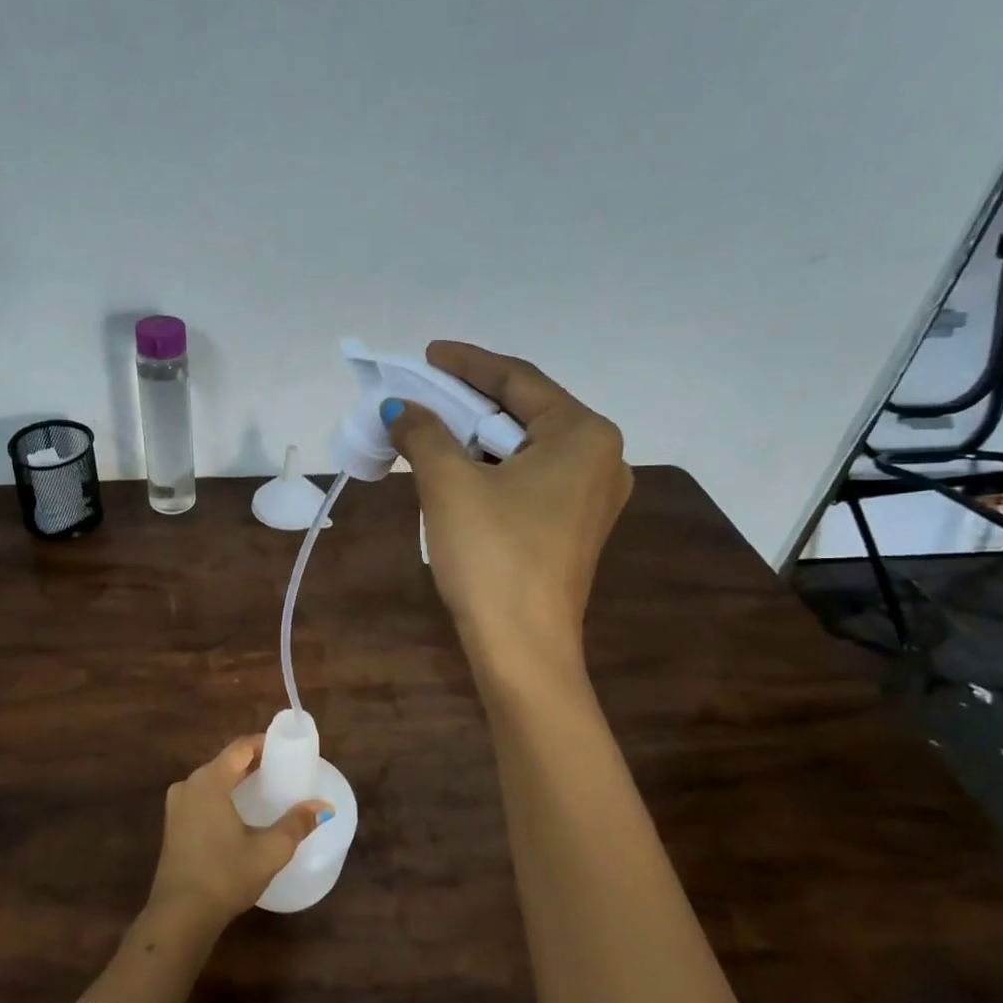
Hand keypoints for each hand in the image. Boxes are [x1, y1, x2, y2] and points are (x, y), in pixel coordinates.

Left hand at [146, 734, 329, 930]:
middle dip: (252, 763)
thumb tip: (323, 807)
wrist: (179, 916)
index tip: (285, 749)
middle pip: (224, 762)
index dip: (263, 743)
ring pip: (211, 781)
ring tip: (263, 790)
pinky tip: (238, 814)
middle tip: (280, 770)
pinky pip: (201, 798)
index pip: (239, 748)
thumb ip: (297, 824)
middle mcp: (188, 785)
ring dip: (235, 780)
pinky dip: (221, 797)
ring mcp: (176, 806)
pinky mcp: (172, 827)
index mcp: (209, 781)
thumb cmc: (225, 875)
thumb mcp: (269, 851)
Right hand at [383, 341, 631, 672]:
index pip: (518, 379)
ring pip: (525, 448)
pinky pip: (529, 478)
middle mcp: (601, 457)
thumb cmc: (492, 555)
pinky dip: (491, 468)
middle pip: (526, 411)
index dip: (467, 363)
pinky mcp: (573, 527)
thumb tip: (401, 409)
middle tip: (423, 391)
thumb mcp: (449, 484)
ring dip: (476, 437)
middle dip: (470, 401)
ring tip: (431, 429)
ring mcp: (592, 496)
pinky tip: (457, 470)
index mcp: (583, 434)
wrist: (522, 648)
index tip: (427, 354)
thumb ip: (424, 433)